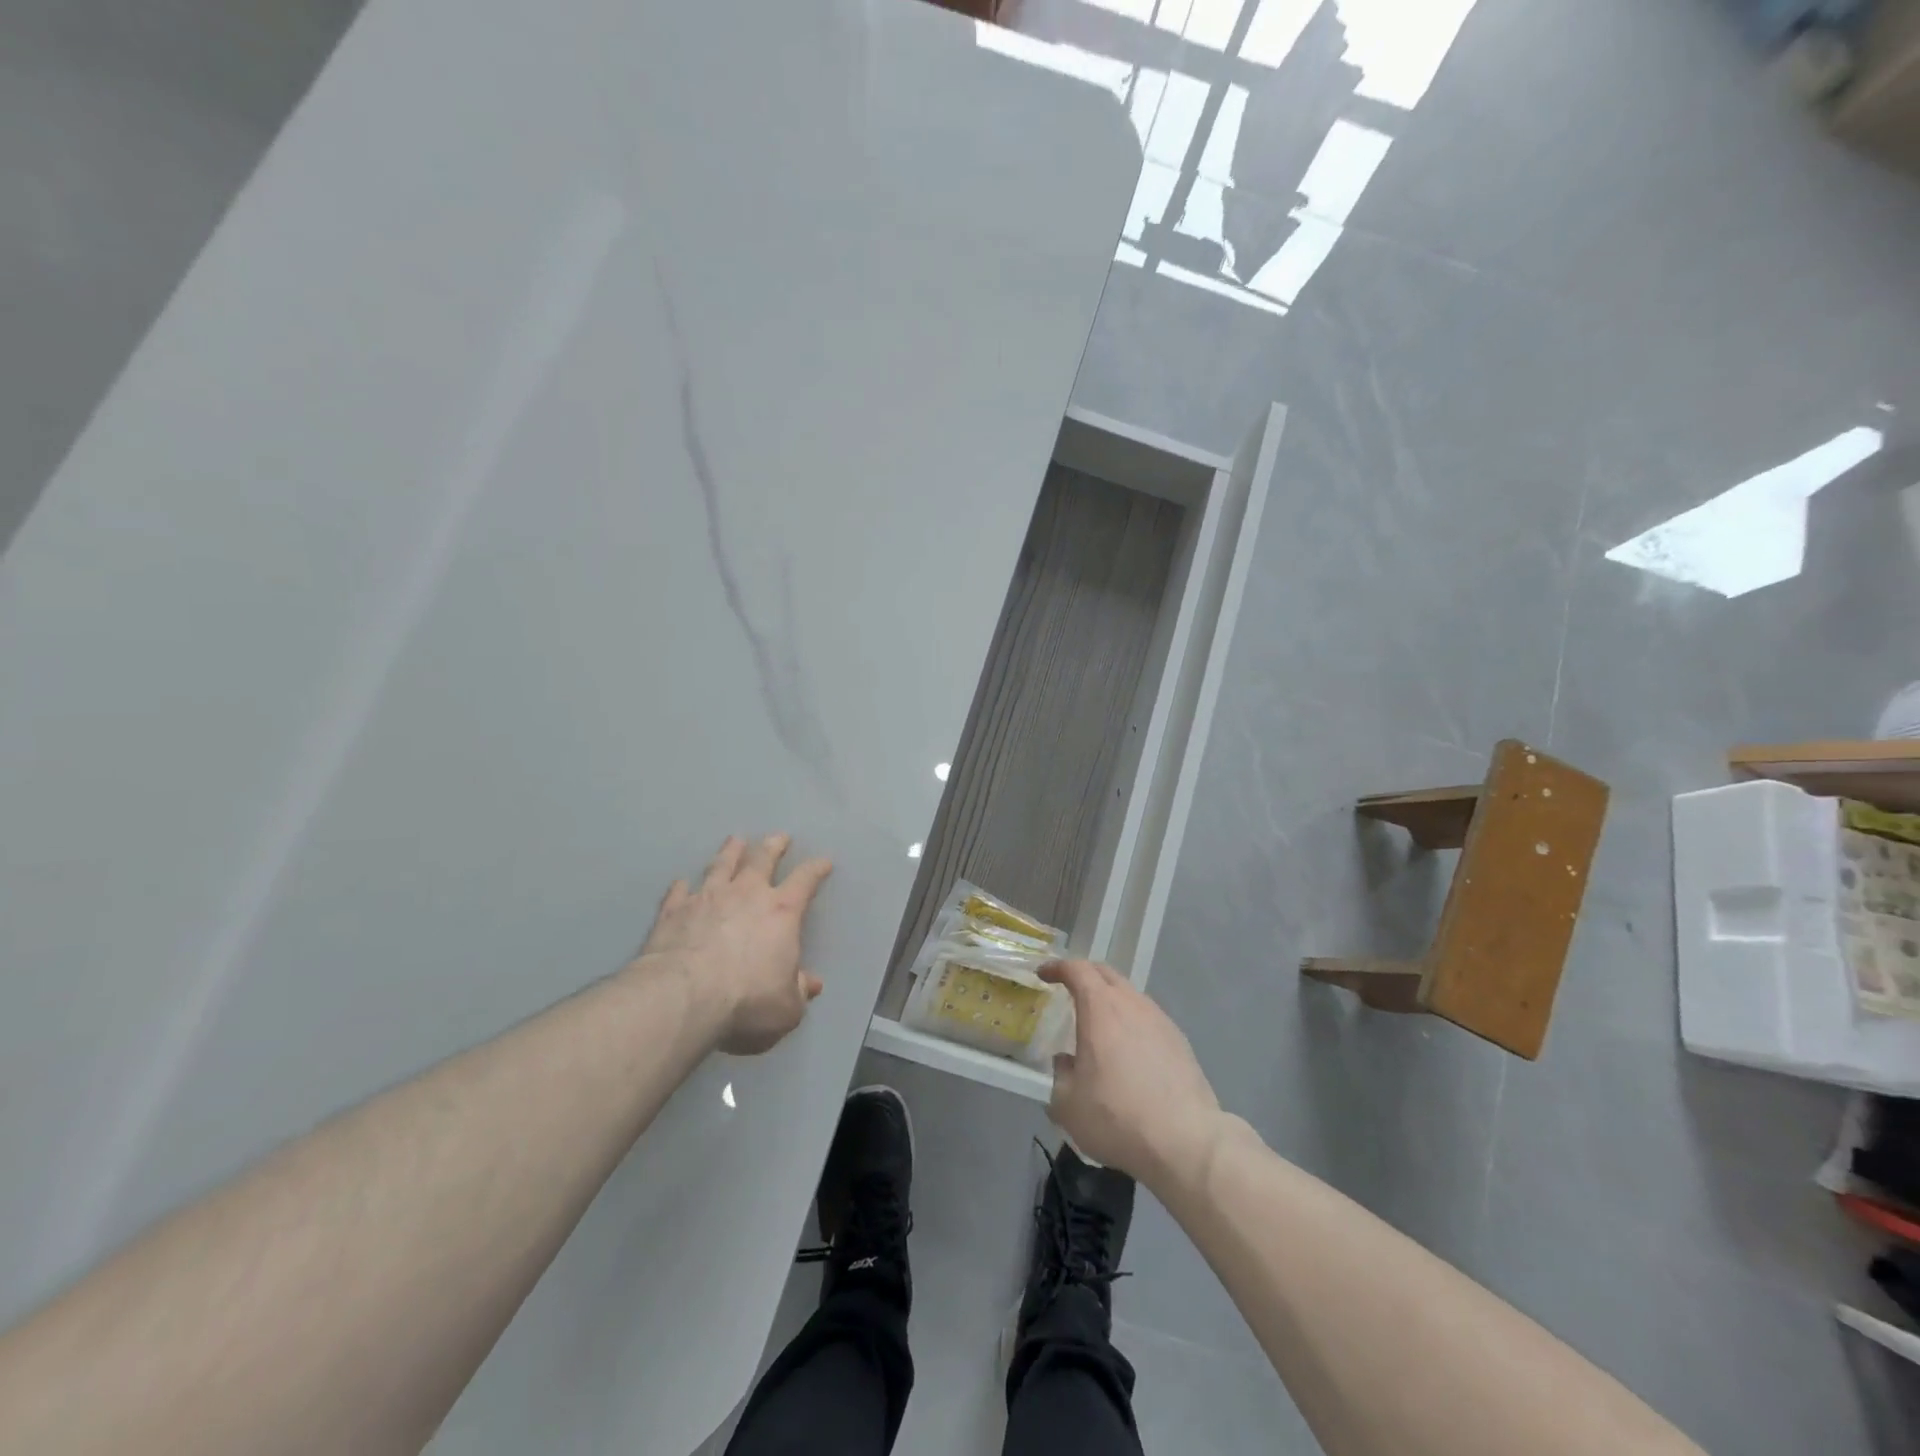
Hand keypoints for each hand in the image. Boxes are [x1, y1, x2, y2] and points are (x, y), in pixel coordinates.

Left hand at [634, 834, 832, 1054]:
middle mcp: (746, 895)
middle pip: (762, 859)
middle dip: (773, 846)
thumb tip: (810, 983)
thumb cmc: (747, 1001)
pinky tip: (682, 882)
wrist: (684, 998)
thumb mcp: (787, 1007)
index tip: (824, 862)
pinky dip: (682, 886)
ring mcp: (707, 898)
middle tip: (779, 836)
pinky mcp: (673, 911)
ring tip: (735, 840)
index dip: (816, 869)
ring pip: (721, 866)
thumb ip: (798, 991)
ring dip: (730, 852)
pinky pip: (679, 892)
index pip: (805, 881)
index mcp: (781, 912)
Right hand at [1041, 959, 1224, 1192]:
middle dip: (1084, 975)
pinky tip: (1128, 1050)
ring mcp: (1160, 1020)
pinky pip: (1148, 1018)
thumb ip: (1060, 1075)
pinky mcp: (1179, 1041)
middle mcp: (1131, 1004)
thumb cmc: (1117, 1117)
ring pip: (1130, 995)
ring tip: (1099, 1024)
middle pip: (1106, 974)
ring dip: (1110, 1000)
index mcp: (1100, 1008)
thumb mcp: (1068, 1104)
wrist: (1185, 1141)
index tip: (1044, 974)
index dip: (1058, 967)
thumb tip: (1066, 1063)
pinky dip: (1131, 1021)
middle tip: (1068, 989)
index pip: (1076, 970)